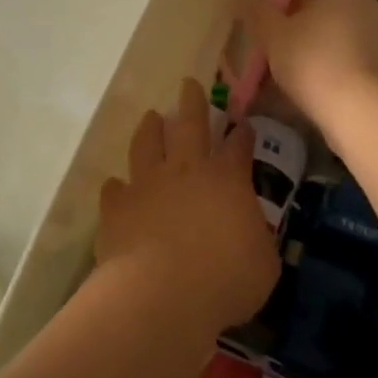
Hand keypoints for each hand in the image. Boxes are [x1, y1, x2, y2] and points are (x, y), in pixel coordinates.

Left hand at [96, 79, 279, 330]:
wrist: (161, 293)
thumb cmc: (225, 280)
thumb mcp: (263, 264)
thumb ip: (257, 239)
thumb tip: (251, 233)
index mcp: (227, 180)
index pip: (239, 147)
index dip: (243, 134)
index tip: (243, 124)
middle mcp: (186, 171)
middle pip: (190, 125)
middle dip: (193, 102)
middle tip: (189, 84)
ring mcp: (147, 184)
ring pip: (147, 143)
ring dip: (150, 128)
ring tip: (151, 117)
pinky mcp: (117, 206)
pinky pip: (115, 188)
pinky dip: (118, 187)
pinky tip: (117, 187)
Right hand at [249, 0, 377, 128]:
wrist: (367, 112)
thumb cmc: (315, 62)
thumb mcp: (274, 35)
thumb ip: (261, 9)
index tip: (264, 10)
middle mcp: (368, 3)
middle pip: (327, 3)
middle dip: (300, 17)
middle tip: (273, 39)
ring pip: (340, 31)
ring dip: (318, 42)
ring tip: (290, 67)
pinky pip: (353, 56)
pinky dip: (335, 64)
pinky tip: (316, 85)